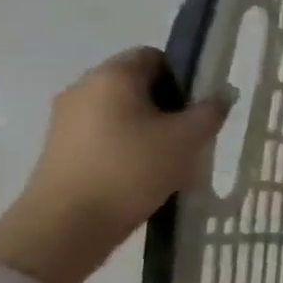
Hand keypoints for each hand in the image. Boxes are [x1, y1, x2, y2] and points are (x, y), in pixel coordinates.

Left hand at [0, 48, 232, 282]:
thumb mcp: (187, 139)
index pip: (156, 56)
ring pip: (122, 112)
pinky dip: (128, 146)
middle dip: (169, 106)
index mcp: (113, 75)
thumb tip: (221, 95)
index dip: (184, 77)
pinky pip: (105, 134)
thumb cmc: (131, 169)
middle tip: (191, 135)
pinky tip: (144, 174)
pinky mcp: (60, 148)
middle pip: (138, 84)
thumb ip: (211, 111)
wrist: (66, 226)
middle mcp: (84, 88)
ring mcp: (66, 119)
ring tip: (171, 159)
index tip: (199, 108)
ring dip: (149, 128)